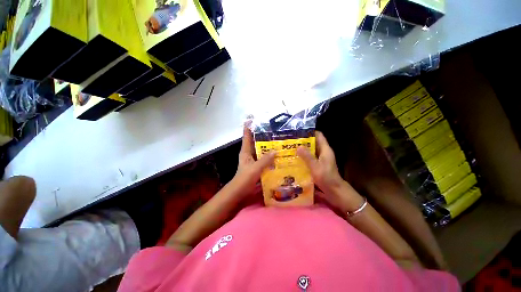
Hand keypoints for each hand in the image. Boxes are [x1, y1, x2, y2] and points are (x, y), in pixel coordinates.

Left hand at [231, 127, 275, 197]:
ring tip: (278, 141)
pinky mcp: (257, 166)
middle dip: (262, 136)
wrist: (240, 191)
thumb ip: (265, 160)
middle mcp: (249, 154)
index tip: (253, 119)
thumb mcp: (255, 168)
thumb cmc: (245, 178)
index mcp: (245, 151)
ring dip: (267, 146)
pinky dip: (269, 156)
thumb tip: (276, 150)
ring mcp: (253, 160)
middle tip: (273, 130)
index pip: (246, 136)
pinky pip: (264, 158)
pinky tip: (278, 155)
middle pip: (255, 142)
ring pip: (261, 150)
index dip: (249, 127)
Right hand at [297, 131, 363, 212]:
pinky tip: (296, 159)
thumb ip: (307, 156)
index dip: (310, 132)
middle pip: (314, 143)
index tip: (299, 132)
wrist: (335, 191)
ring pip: (311, 151)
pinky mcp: (319, 165)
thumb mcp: (315, 166)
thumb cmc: (326, 177)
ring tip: (292, 149)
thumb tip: (298, 146)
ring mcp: (321, 159)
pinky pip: (311, 158)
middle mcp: (324, 153)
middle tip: (292, 141)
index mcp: (325, 150)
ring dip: (303, 150)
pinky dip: (304, 157)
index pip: (319, 136)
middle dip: (304, 141)